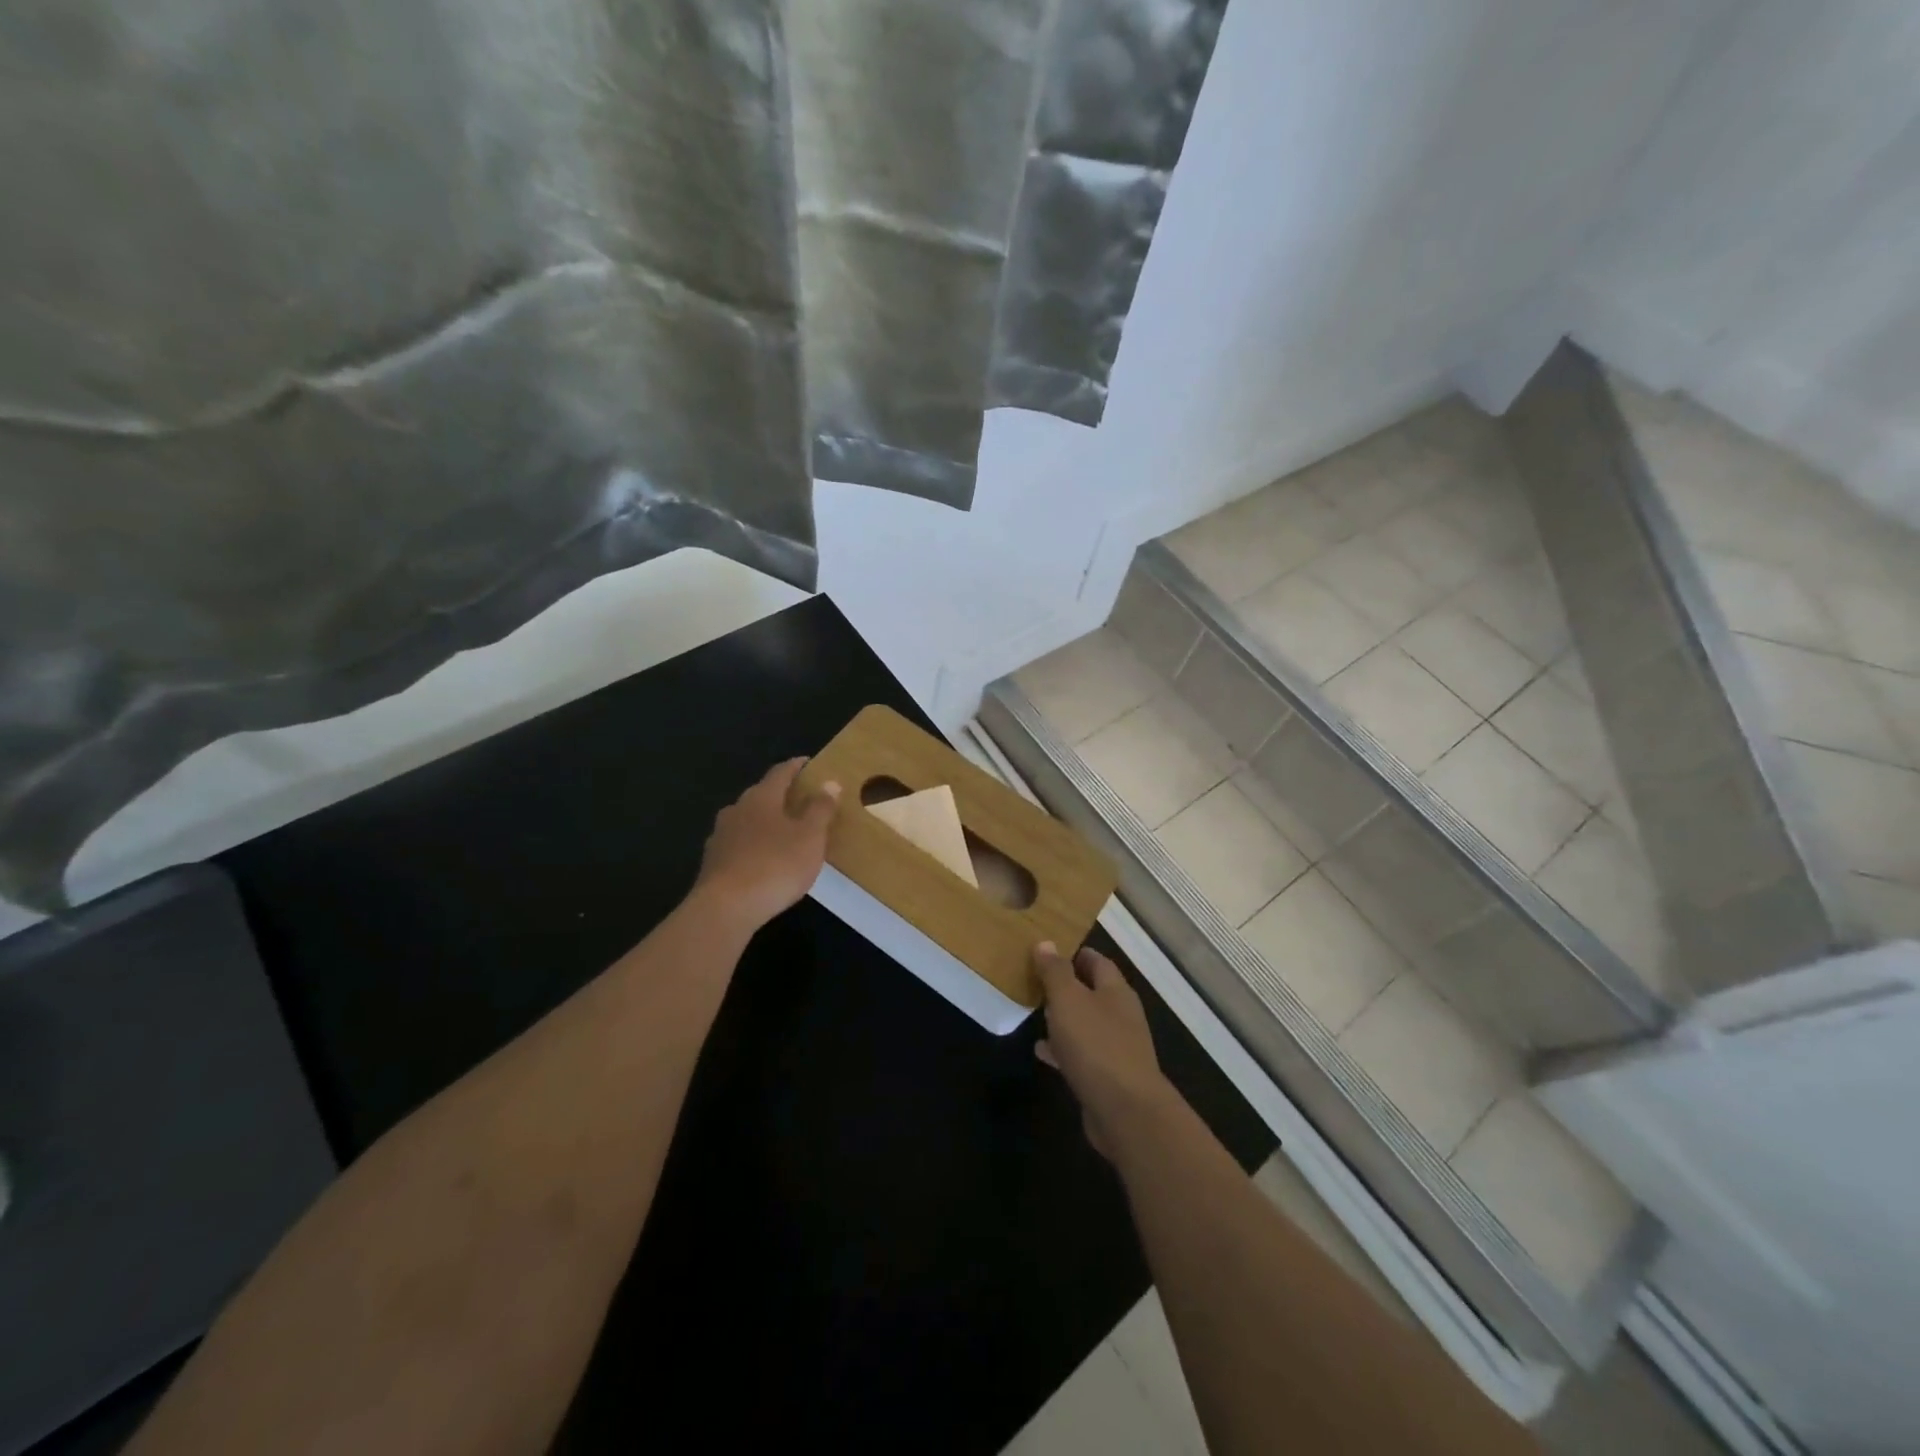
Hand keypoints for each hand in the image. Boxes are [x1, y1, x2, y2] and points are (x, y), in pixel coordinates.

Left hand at [694, 758, 839, 931]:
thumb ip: (820, 809)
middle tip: (799, 800)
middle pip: (760, 794)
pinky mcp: (712, 863)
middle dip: (779, 795)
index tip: (807, 763)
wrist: (725, 908)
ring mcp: (720, 836)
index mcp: (761, 798)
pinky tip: (761, 859)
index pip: (780, 773)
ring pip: (746, 820)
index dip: (795, 767)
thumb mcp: (810, 837)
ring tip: (782, 831)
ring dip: (763, 821)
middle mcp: (737, 810)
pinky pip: (737, 845)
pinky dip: (752, 845)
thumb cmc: (775, 865)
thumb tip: (829, 782)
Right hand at [1033, 943, 1176, 1159]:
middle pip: (1093, 992)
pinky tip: (1041, 1051)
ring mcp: (1117, 1047)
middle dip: (1067, 986)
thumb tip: (1046, 943)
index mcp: (1116, 991)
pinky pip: (1082, 1054)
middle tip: (1035, 981)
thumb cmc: (1096, 1045)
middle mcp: (1121, 1015)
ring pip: (1086, 1023)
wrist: (1126, 1111)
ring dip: (1064, 1018)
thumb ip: (1056, 971)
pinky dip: (1062, 1049)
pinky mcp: (1108, 1077)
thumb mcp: (1068, 1000)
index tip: (1047, 950)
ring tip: (1035, 1012)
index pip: (1097, 961)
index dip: (1074, 953)